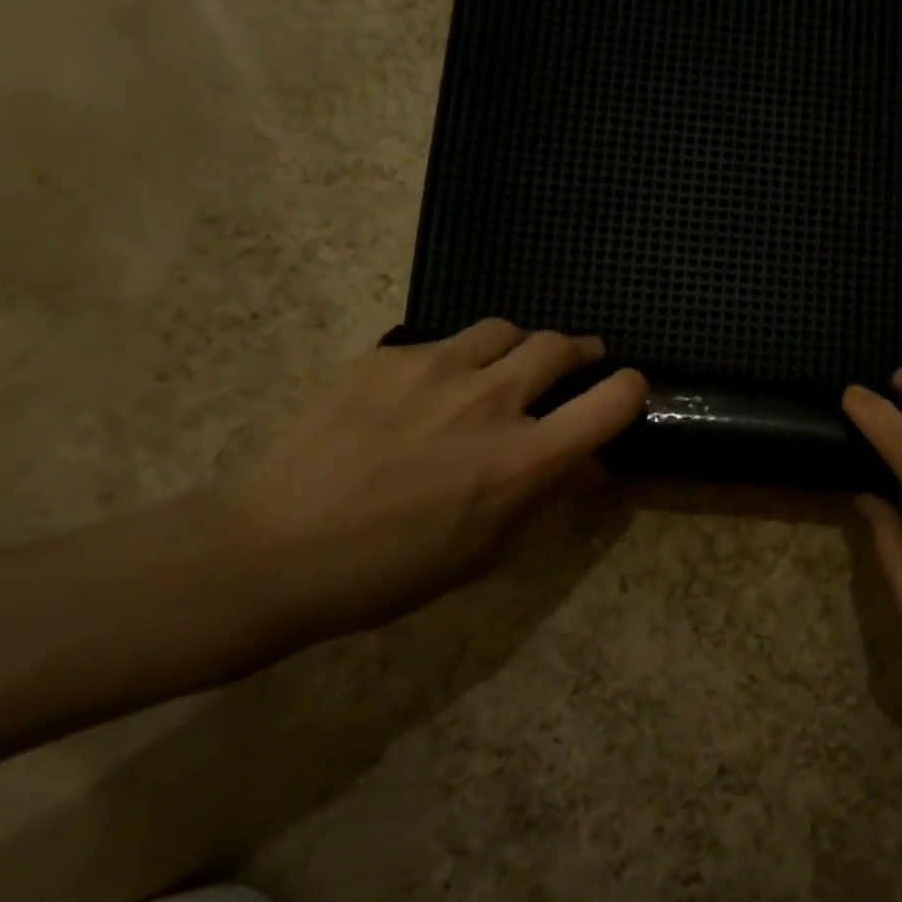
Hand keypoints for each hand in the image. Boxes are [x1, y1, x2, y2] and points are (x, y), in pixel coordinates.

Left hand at [215, 320, 645, 639]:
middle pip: (560, 347)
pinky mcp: (388, 355)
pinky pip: (442, 342)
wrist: (271, 549)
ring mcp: (437, 368)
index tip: (628, 389)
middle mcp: (492, 401)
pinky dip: (455, 358)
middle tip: (575, 363)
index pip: (612, 402)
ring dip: (517, 346)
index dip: (631, 389)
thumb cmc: (388, 571)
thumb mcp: (484, 548)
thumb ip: (544, 496)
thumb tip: (588, 468)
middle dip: (579, 353)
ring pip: (503, 330)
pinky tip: (428, 386)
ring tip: (503, 365)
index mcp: (523, 459)